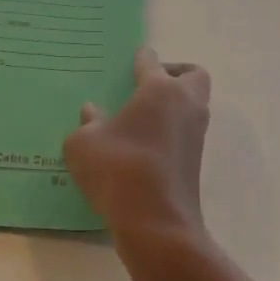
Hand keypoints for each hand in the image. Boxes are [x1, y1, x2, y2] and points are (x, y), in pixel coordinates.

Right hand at [64, 46, 211, 248]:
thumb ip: (86, 123)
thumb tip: (92, 112)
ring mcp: (195, 133)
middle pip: (193, 75)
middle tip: (147, 86)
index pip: (151, 61)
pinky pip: (186, 131)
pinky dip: (172, 130)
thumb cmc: (118, 169)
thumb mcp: (83, 144)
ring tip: (141, 117)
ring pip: (194, 104)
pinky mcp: (196, 160)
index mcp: (158, 89)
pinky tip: (144, 144)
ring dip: (174, 104)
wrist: (157, 222)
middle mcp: (185, 103)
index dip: (141, 58)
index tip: (134, 58)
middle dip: (175, 74)